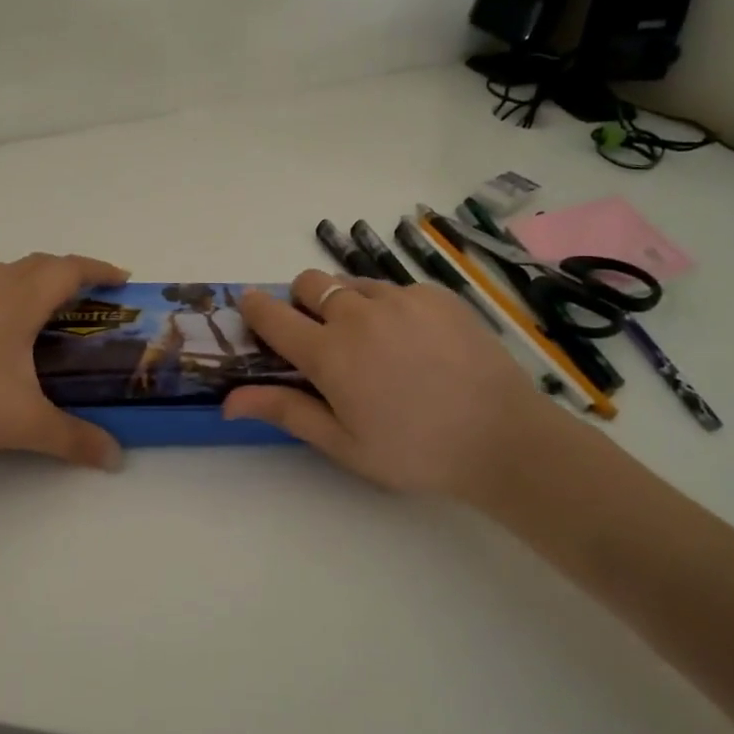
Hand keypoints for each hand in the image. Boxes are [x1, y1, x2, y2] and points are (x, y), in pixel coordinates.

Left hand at [0, 252, 128, 469]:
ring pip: (6, 274)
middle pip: (37, 264)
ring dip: (35, 279)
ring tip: (51, 308)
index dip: (99, 270)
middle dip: (70, 272)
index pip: (67, 270)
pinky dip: (8, 298)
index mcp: (19, 302)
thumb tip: (115, 457)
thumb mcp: (24, 423)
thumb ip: (73, 439)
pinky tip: (4, 334)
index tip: (124, 281)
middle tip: (93, 298)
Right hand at [224, 269, 570, 502]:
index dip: (254, 308)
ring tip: (373, 342)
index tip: (251, 309)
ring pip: (351, 283)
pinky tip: (414, 342)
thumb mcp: (342, 443)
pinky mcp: (436, 295)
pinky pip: (395, 288)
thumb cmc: (414, 451)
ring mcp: (401, 299)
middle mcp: (359, 314)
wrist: (504, 439)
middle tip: (321, 337)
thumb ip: (285, 411)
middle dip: (301, 301)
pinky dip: (389, 307)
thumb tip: (228, 400)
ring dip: (345, 303)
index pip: (272, 315)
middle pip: (308, 282)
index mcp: (329, 354)